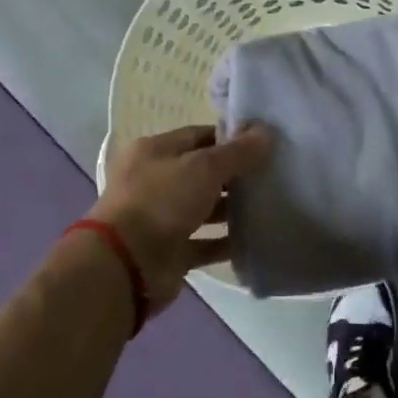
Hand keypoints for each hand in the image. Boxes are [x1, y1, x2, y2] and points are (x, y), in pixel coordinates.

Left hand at [88, 124, 271, 312]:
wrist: (125, 265)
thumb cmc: (161, 202)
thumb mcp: (203, 168)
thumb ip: (237, 152)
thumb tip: (267, 132)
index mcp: (154, 151)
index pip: (199, 135)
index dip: (231, 138)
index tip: (264, 145)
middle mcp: (155, 181)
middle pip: (202, 172)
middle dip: (235, 174)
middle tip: (273, 175)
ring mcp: (161, 218)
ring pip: (203, 208)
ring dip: (232, 209)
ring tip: (269, 205)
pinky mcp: (170, 251)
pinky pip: (204, 243)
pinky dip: (225, 242)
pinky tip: (255, 239)